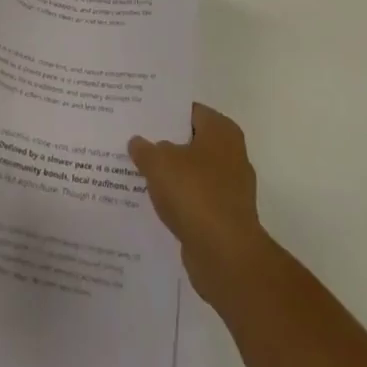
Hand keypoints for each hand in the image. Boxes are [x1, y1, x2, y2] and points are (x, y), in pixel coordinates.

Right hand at [129, 103, 268, 306]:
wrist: (226, 256)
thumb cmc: (195, 194)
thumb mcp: (158, 163)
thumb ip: (145, 149)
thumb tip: (138, 142)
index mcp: (221, 131)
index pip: (188, 111)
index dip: (163, 111)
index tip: (139, 114)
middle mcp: (232, 155)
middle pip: (191, 141)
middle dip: (165, 143)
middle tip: (134, 140)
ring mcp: (231, 188)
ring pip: (192, 172)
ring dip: (171, 174)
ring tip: (138, 171)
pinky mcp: (225, 217)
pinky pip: (195, 199)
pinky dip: (178, 200)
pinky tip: (153, 202)